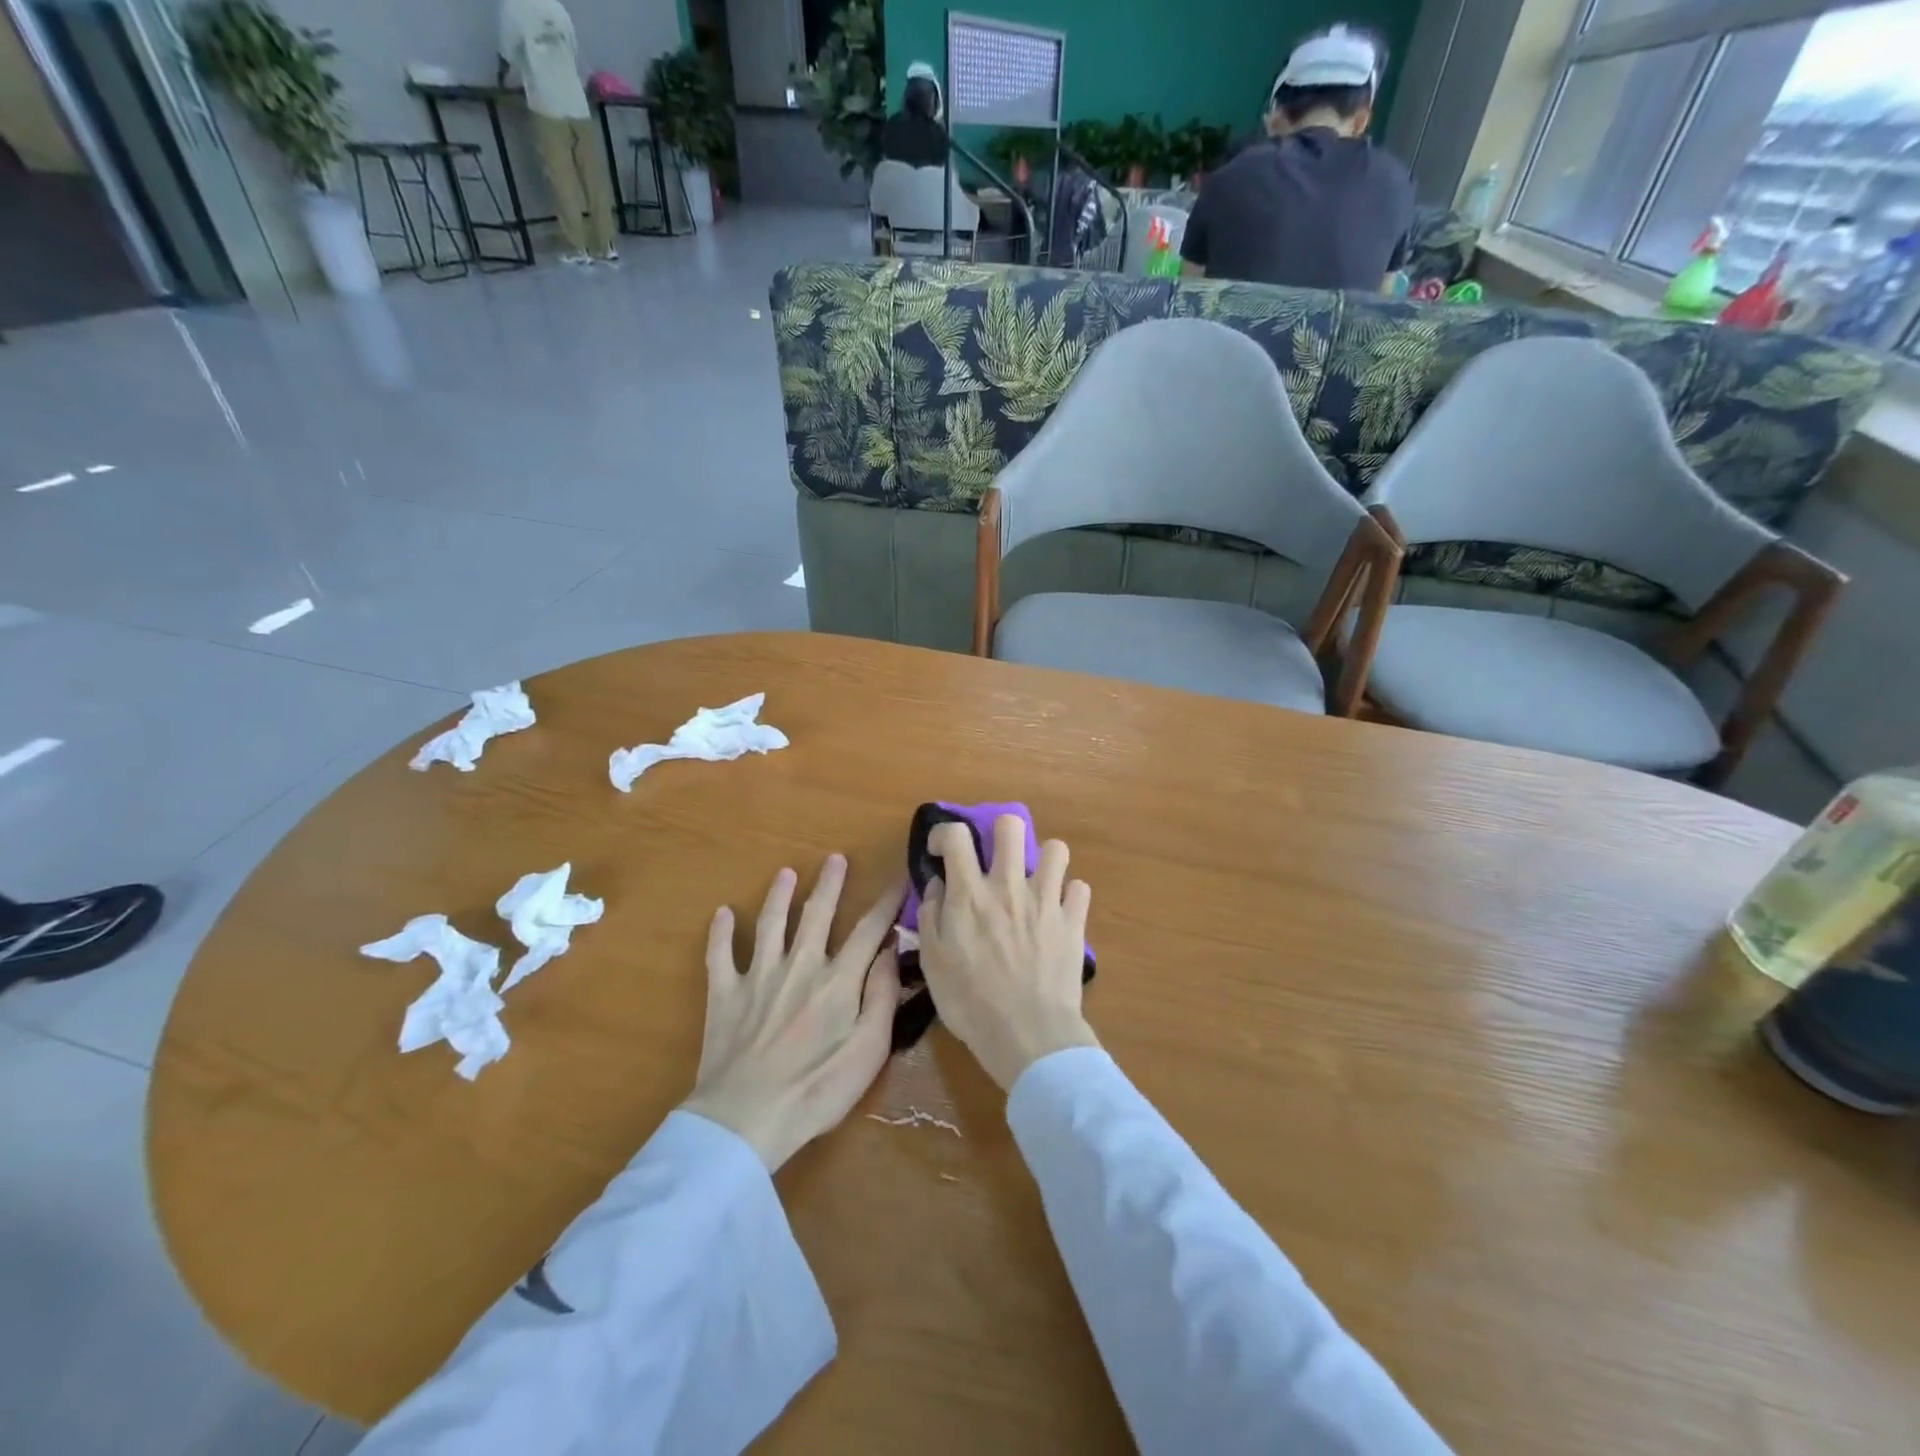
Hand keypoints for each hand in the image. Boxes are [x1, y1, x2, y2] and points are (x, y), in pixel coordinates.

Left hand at [682, 855, 904, 1171]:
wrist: (745, 1118)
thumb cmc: (816, 1091)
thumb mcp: (868, 1052)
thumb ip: (883, 997)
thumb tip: (891, 951)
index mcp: (838, 981)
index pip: (869, 930)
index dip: (886, 903)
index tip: (899, 879)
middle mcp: (799, 966)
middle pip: (817, 914)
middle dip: (829, 884)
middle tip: (835, 858)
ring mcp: (758, 976)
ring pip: (770, 923)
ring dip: (779, 895)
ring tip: (785, 873)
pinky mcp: (724, 993)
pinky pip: (720, 955)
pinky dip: (720, 933)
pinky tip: (723, 913)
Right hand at [917, 815, 1097, 1091]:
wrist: (1028, 1034)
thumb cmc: (971, 1003)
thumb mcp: (932, 963)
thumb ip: (930, 916)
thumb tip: (937, 885)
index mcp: (970, 895)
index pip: (957, 836)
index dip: (946, 833)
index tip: (943, 851)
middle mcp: (1009, 887)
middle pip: (1010, 826)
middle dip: (1000, 832)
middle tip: (995, 858)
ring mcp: (1046, 901)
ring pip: (1056, 849)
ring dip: (1043, 860)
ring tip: (1035, 881)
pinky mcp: (1074, 922)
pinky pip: (1080, 889)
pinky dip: (1069, 895)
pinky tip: (1059, 911)